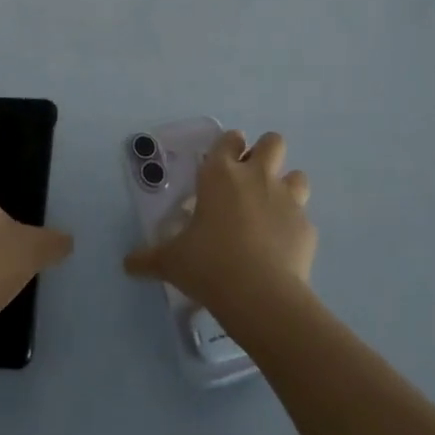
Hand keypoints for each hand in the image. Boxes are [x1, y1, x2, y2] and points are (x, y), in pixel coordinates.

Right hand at [122, 129, 314, 320]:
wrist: (260, 294)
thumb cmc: (208, 264)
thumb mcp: (171, 261)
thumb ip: (149, 258)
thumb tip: (127, 264)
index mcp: (220, 174)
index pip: (229, 139)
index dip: (229, 146)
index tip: (225, 160)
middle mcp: (256, 176)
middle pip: (273, 142)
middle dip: (265, 153)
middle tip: (251, 180)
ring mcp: (287, 199)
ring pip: (297, 175)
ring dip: (287, 186)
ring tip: (272, 210)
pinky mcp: (307, 227)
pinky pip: (304, 218)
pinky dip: (294, 227)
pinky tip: (283, 247)